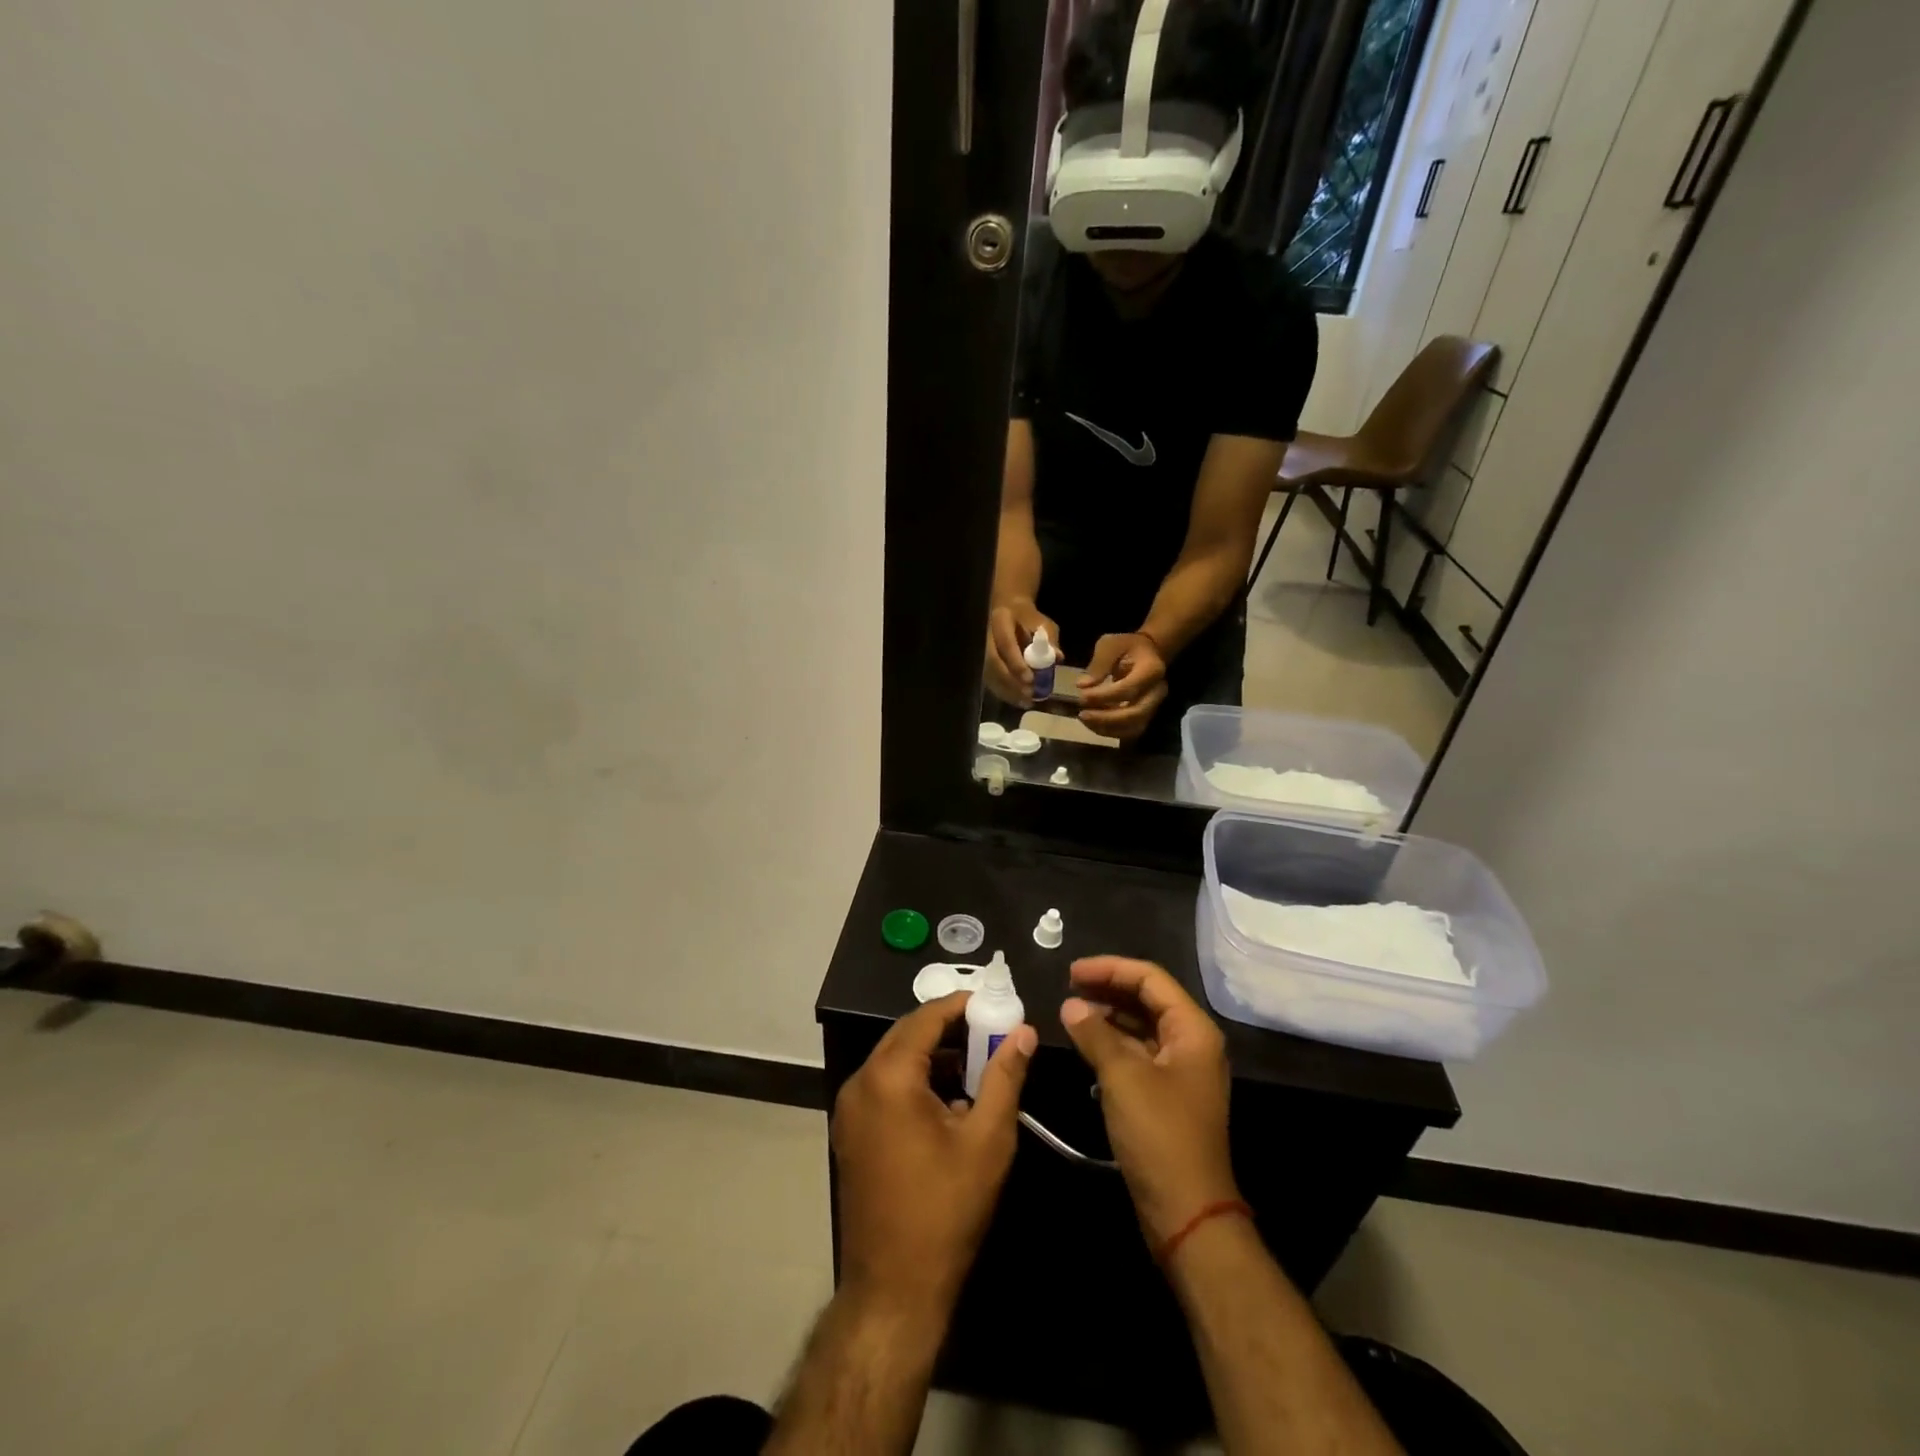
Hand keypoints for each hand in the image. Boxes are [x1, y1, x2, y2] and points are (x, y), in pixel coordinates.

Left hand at [832, 993, 1036, 1312]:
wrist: (894, 1288)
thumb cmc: (945, 1209)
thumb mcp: (987, 1139)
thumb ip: (1005, 1077)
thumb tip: (1023, 1032)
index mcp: (889, 1077)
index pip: (925, 1018)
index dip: (960, 1004)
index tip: (993, 1001)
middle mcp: (860, 1083)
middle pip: (906, 1035)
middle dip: (948, 1028)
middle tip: (989, 1029)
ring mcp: (849, 1109)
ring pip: (894, 1061)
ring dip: (933, 1055)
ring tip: (976, 1064)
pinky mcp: (850, 1132)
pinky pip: (884, 1086)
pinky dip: (914, 1080)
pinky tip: (948, 1100)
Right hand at [985, 599, 1059, 706]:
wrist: (1010, 613)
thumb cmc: (1028, 619)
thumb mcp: (1043, 624)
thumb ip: (1049, 639)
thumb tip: (1057, 657)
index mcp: (1000, 619)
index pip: (1005, 644)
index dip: (1016, 663)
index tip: (1030, 679)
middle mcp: (985, 635)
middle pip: (992, 663)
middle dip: (1010, 681)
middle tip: (1028, 694)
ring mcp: (980, 649)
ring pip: (988, 674)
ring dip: (1007, 690)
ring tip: (1026, 701)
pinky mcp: (982, 663)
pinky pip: (989, 680)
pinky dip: (1004, 692)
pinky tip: (1019, 701)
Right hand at [1060, 957, 1237, 1247]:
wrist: (1187, 1210)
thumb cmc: (1159, 1134)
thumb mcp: (1122, 1077)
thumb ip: (1095, 1034)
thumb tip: (1071, 1006)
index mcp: (1192, 1030)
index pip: (1150, 979)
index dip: (1109, 968)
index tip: (1071, 972)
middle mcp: (1192, 1043)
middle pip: (1148, 999)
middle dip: (1108, 988)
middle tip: (1068, 987)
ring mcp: (1181, 1070)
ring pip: (1142, 1026)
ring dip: (1108, 1016)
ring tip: (1072, 1014)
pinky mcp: (1167, 1094)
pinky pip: (1139, 1053)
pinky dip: (1113, 1043)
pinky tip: (1086, 1045)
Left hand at [1077, 633, 1167, 740]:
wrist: (1148, 653)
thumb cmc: (1127, 646)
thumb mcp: (1110, 645)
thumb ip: (1098, 664)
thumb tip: (1082, 685)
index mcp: (1151, 670)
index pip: (1128, 689)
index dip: (1104, 696)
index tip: (1082, 696)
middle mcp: (1157, 692)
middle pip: (1135, 714)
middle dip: (1106, 718)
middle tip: (1082, 714)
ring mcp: (1154, 707)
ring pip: (1133, 728)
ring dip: (1107, 728)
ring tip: (1085, 720)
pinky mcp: (1146, 716)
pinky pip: (1130, 731)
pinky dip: (1110, 731)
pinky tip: (1093, 724)